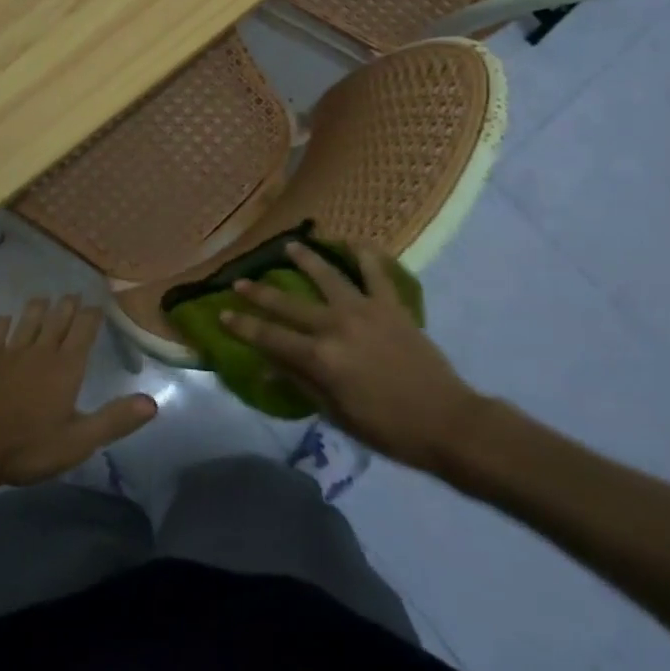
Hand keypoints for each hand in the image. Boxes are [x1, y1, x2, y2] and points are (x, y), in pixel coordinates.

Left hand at [0, 296, 157, 491]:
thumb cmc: (27, 448)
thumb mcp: (78, 441)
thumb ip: (114, 420)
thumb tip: (152, 403)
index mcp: (66, 367)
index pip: (84, 329)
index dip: (93, 314)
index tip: (99, 303)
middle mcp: (40, 350)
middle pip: (57, 318)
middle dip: (68, 305)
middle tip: (74, 295)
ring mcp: (9, 352)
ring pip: (28, 318)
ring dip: (38, 306)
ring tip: (45, 299)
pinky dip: (4, 322)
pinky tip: (5, 319)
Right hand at [226, 241, 485, 474]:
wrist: (447, 422)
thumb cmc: (388, 429)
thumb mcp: (336, 414)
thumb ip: (301, 385)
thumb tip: (266, 368)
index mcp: (320, 358)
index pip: (270, 337)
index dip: (243, 326)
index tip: (222, 313)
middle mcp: (336, 326)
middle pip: (289, 305)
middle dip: (260, 293)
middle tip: (240, 280)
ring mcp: (365, 310)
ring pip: (327, 276)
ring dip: (305, 259)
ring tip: (289, 246)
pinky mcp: (391, 305)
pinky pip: (375, 272)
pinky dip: (364, 254)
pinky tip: (352, 241)